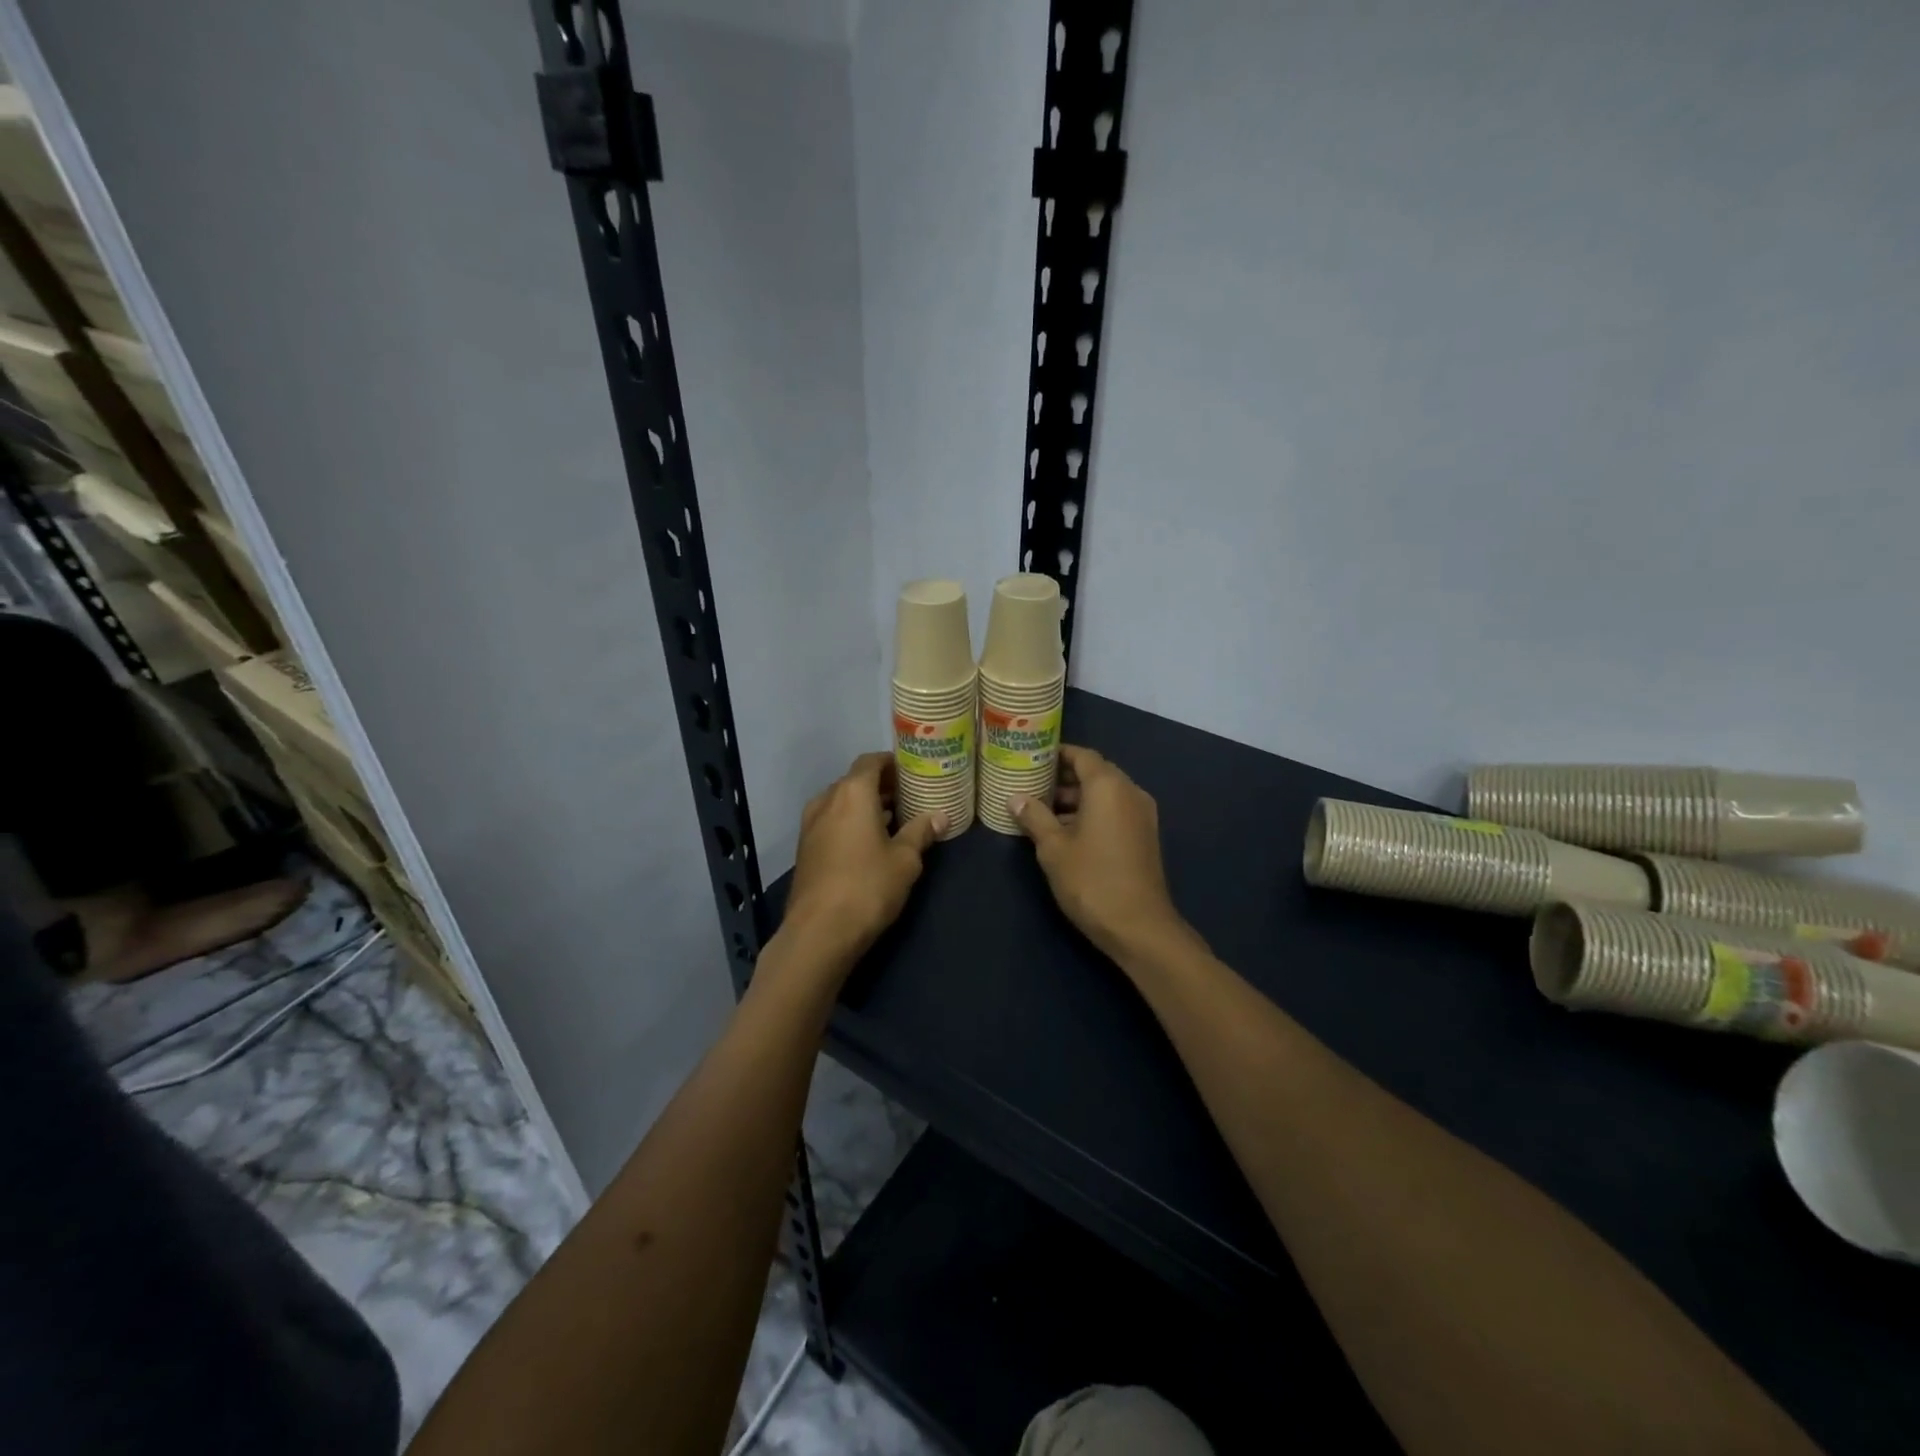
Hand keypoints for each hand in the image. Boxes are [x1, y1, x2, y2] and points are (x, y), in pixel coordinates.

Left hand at [781, 753, 945, 964]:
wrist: (819, 932)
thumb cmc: (868, 887)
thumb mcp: (905, 860)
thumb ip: (921, 832)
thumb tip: (940, 816)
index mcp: (852, 793)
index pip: (871, 761)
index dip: (892, 763)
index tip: (913, 772)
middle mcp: (827, 800)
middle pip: (855, 781)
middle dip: (881, 786)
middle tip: (909, 796)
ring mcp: (811, 825)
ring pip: (841, 802)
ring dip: (865, 806)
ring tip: (894, 819)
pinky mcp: (805, 848)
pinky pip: (831, 822)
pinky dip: (850, 822)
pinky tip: (870, 842)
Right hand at [1011, 745, 1188, 963]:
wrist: (1139, 926)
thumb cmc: (1091, 880)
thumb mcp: (1053, 848)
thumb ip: (1034, 817)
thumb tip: (1015, 798)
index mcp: (1108, 786)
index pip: (1082, 755)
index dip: (1056, 754)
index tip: (1031, 758)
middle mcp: (1130, 792)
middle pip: (1095, 772)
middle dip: (1063, 777)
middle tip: (1031, 784)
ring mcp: (1141, 814)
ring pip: (1105, 794)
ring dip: (1076, 798)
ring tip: (1041, 810)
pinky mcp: (1144, 836)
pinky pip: (1115, 811)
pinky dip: (1092, 813)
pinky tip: (1065, 831)